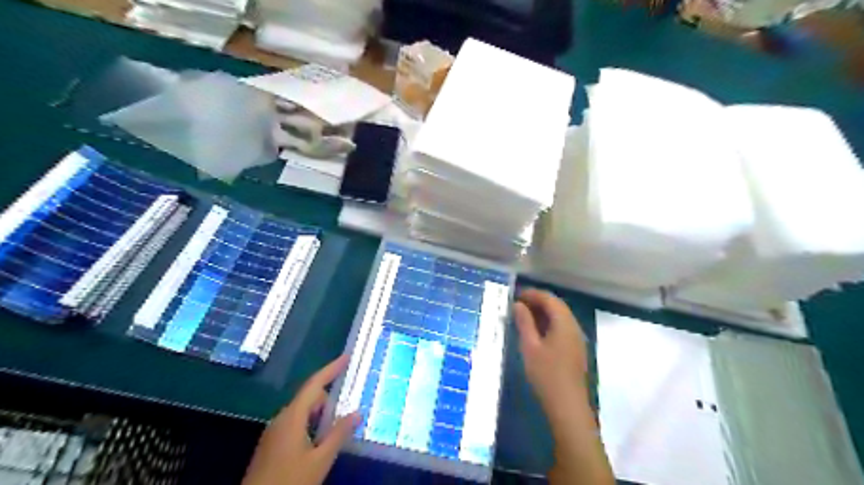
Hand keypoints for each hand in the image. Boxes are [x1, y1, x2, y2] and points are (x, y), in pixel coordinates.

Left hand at [242, 355, 361, 484]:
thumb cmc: (290, 481)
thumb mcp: (320, 460)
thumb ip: (338, 434)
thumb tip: (357, 413)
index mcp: (293, 417)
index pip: (314, 384)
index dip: (331, 369)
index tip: (346, 357)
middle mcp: (281, 418)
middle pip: (309, 398)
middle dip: (329, 398)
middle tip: (348, 406)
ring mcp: (274, 431)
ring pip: (302, 412)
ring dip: (320, 414)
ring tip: (337, 426)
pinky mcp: (272, 444)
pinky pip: (295, 423)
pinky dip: (311, 424)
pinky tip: (320, 440)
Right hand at [512, 288, 586, 415]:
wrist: (568, 406)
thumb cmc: (546, 374)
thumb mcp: (530, 346)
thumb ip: (524, 322)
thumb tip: (518, 305)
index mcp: (564, 323)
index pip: (549, 299)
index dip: (532, 294)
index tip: (515, 295)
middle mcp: (574, 327)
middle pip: (557, 306)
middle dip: (537, 302)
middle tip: (517, 304)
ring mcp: (577, 339)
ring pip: (560, 317)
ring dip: (543, 313)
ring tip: (523, 316)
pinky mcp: (575, 350)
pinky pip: (562, 328)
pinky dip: (548, 324)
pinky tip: (535, 332)